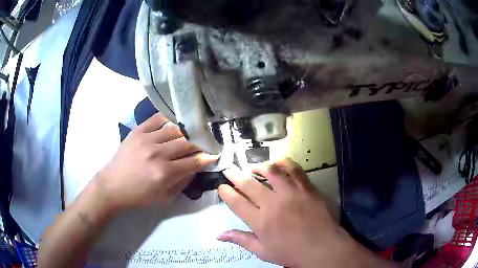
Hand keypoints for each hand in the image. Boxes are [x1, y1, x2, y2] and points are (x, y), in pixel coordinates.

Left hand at [94, 113, 217, 210]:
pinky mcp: (138, 130)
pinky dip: (170, 120)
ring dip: (187, 132)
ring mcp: (147, 139)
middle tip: (205, 143)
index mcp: (164, 173)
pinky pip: (158, 119)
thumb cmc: (138, 196)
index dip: (208, 157)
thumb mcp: (164, 198)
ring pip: (176, 129)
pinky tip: (174, 124)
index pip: (194, 161)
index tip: (215, 154)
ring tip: (192, 133)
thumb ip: (183, 182)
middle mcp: (157, 153)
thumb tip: (196, 167)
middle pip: (188, 142)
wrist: (112, 185)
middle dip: (201, 143)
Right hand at [218, 158, 393, 267]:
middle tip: (228, 169)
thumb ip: (241, 240)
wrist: (322, 248)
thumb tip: (219, 235)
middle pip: (249, 184)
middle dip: (235, 175)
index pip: (236, 202)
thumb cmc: (291, 253)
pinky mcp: (306, 188)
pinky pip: (294, 169)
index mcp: (260, 221)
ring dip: (258, 167)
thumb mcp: (263, 251)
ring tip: (252, 167)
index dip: (226, 192)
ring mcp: (290, 193)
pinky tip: (277, 163)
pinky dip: (284, 163)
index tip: (221, 186)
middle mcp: (272, 204)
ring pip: (270, 172)